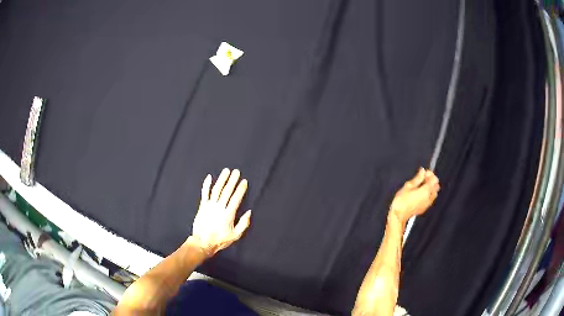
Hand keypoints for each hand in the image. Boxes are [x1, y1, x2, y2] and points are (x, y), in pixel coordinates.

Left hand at [189, 168, 251, 257]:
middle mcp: (219, 207)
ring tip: (226, 171)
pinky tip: (209, 177)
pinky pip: (204, 193)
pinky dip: (206, 185)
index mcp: (228, 214)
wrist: (202, 242)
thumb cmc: (220, 240)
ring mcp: (209, 206)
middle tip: (236, 171)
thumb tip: (249, 212)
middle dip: (232, 180)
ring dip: (221, 179)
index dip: (240, 189)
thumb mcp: (235, 235)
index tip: (244, 181)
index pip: (236, 199)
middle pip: (226, 191)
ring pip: (216, 190)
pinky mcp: (202, 206)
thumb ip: (243, 224)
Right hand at [390, 168, 439, 223]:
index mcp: (426, 190)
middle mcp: (430, 197)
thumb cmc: (402, 200)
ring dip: (431, 188)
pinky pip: (431, 199)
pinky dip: (429, 194)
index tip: (424, 173)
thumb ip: (417, 178)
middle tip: (423, 178)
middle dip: (432, 181)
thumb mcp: (408, 186)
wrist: (399, 216)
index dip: (430, 174)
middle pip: (436, 186)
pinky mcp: (425, 208)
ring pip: (434, 193)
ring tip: (422, 186)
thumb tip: (422, 171)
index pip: (434, 179)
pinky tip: (420, 194)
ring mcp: (428, 203)